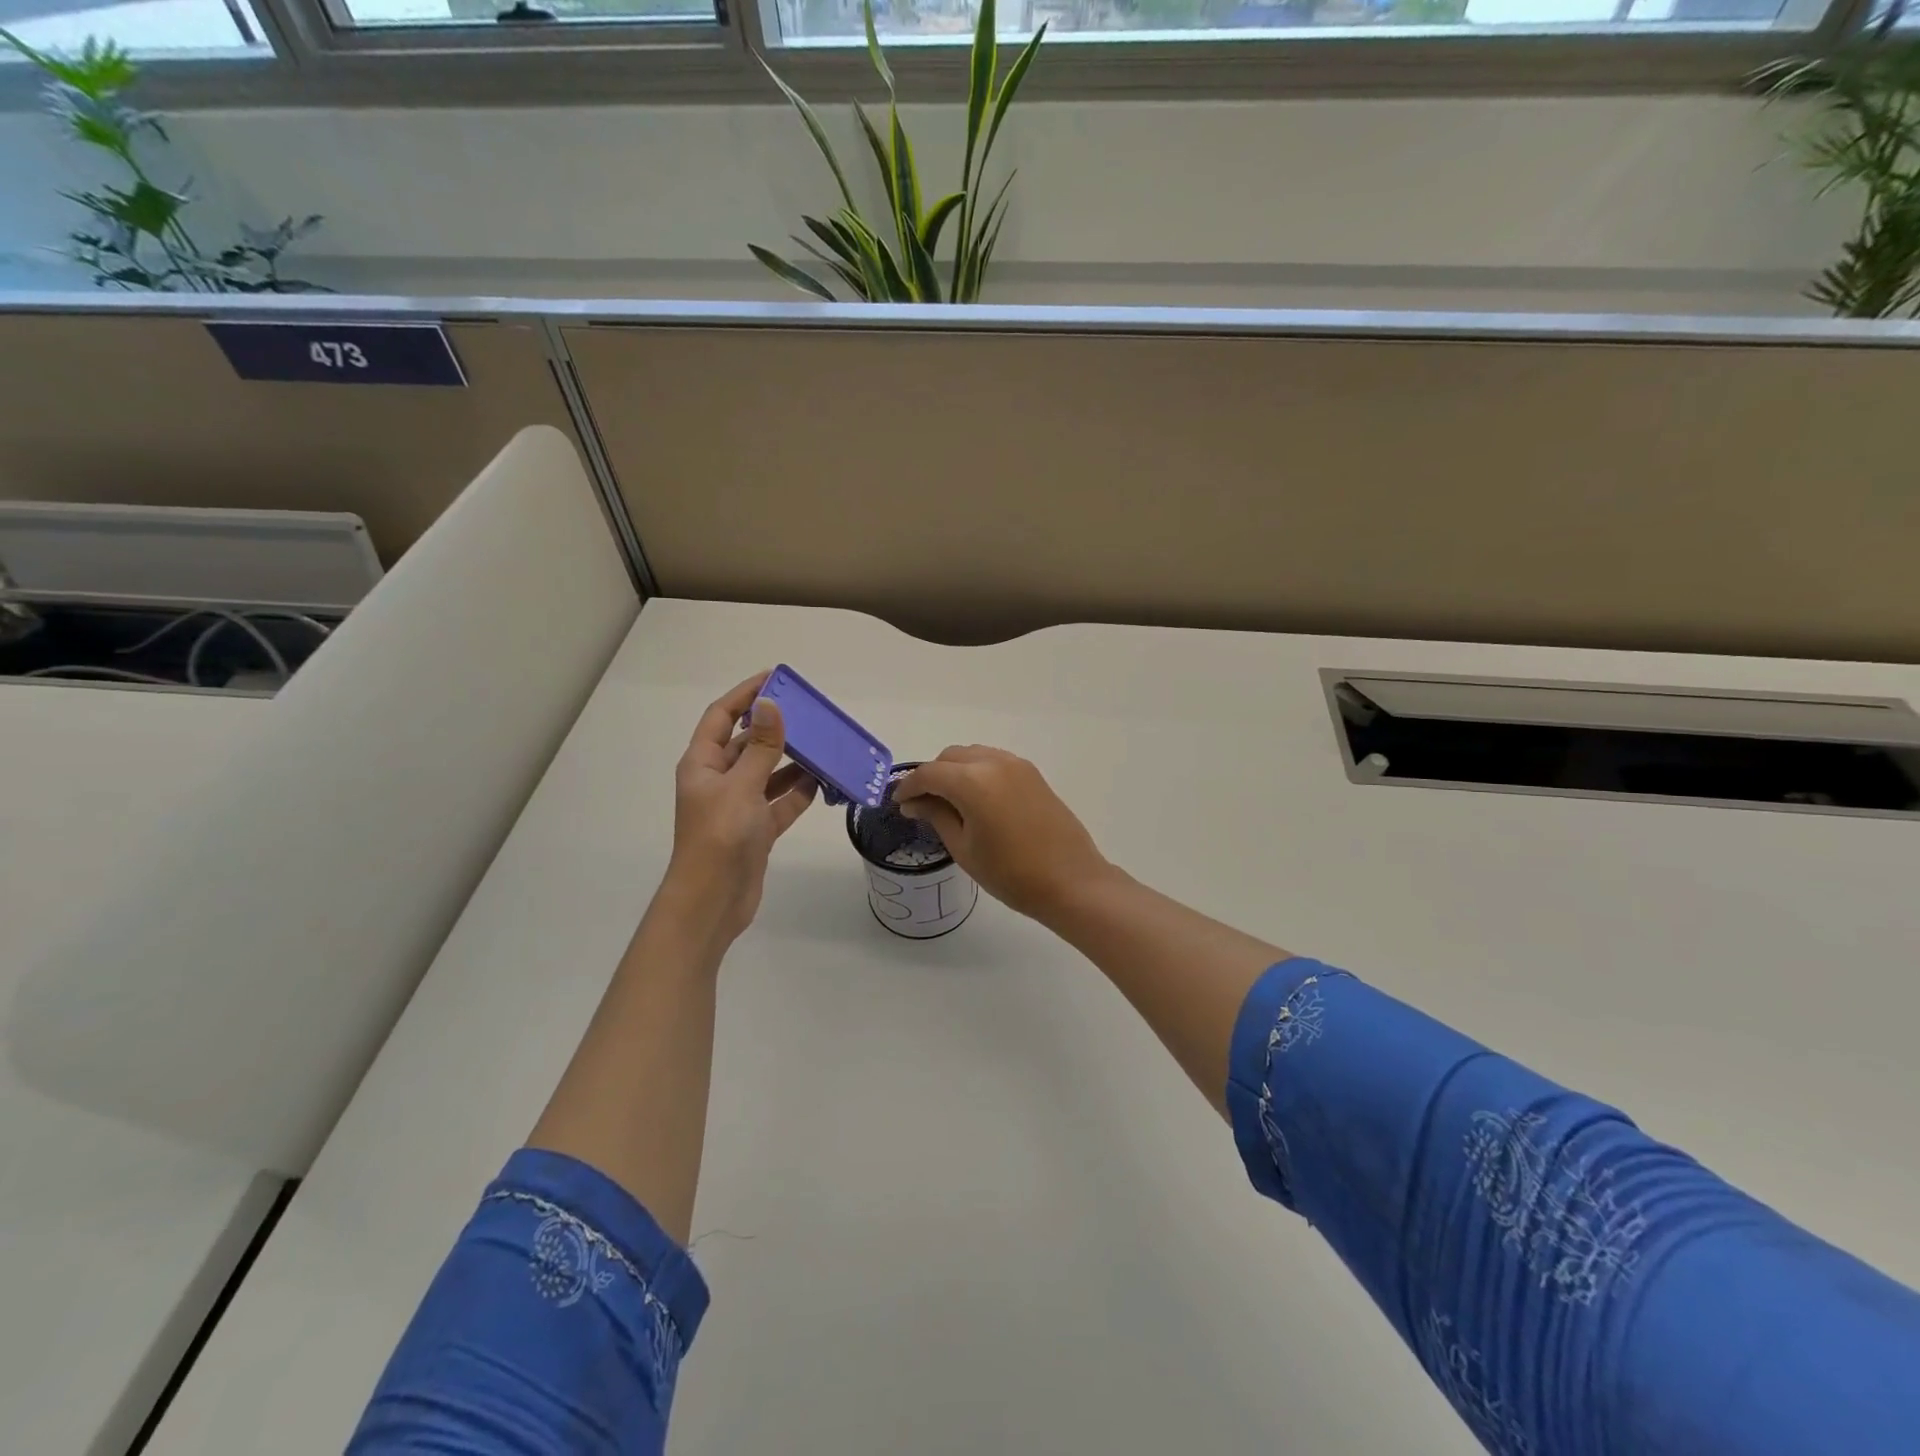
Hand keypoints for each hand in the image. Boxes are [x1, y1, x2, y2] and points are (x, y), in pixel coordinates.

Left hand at [661, 672, 816, 944]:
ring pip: (768, 773)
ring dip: (792, 761)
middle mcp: (718, 780)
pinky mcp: (756, 830)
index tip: (775, 678)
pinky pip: (780, 802)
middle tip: (810, 714)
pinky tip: (822, 783)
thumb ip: (762, 746)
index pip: (722, 717)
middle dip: (776, 728)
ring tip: (823, 746)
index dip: (745, 695)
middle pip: (748, 744)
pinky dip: (798, 793)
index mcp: (703, 764)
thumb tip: (772, 703)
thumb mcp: (742, 786)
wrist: (713, 901)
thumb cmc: (720, 837)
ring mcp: (738, 806)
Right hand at [896, 746, 1111, 921]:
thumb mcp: (964, 848)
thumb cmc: (1011, 873)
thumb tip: (915, 802)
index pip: (929, 774)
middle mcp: (994, 762)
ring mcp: (1017, 765)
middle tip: (922, 805)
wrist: (1071, 881)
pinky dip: (977, 772)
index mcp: (973, 781)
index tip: (899, 804)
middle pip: (950, 758)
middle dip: (932, 776)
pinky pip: (994, 762)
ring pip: (973, 755)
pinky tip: (976, 799)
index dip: (909, 787)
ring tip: (948, 802)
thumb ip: (937, 816)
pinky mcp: (1032, 774)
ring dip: (955, 771)